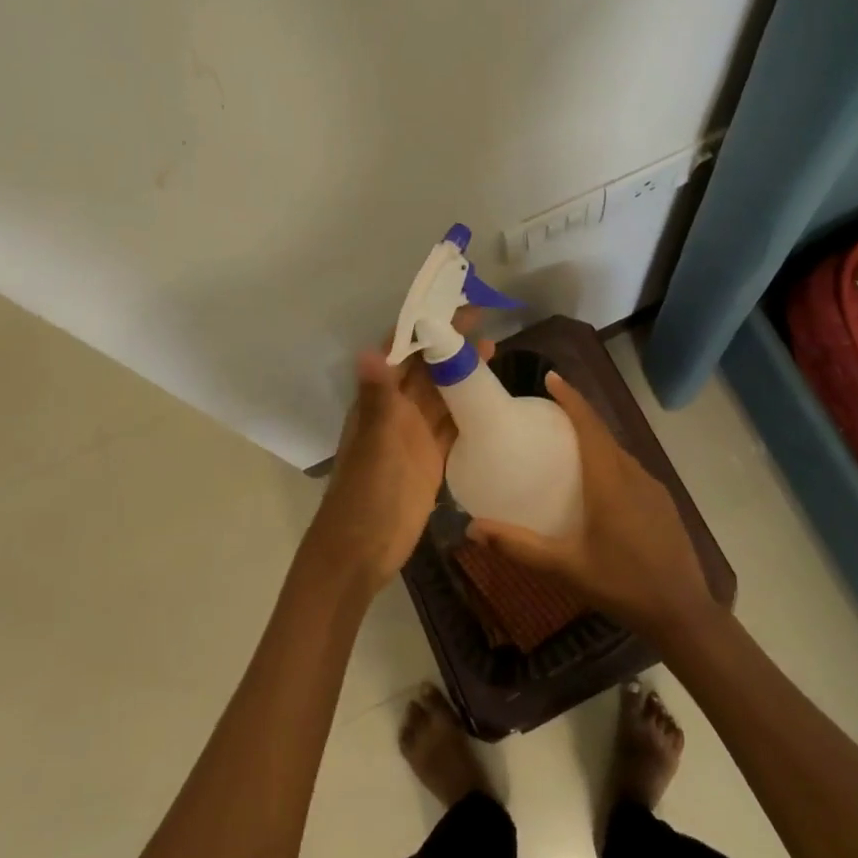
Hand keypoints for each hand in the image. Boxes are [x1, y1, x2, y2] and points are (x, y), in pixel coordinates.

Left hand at [307, 319, 493, 592]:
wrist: (363, 551)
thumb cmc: (364, 494)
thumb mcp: (374, 443)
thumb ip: (378, 398)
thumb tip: (369, 350)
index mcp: (378, 401)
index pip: (402, 352)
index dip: (423, 328)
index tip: (450, 306)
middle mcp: (396, 412)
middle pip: (426, 369)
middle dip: (450, 345)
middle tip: (483, 321)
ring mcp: (415, 436)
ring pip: (443, 395)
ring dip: (463, 374)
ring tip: (494, 349)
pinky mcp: (432, 459)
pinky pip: (453, 426)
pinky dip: (470, 410)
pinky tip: (492, 398)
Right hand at [467, 372, 717, 639]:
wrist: (683, 612)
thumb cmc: (621, 584)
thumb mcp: (565, 567)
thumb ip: (519, 546)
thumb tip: (472, 529)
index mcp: (609, 480)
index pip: (589, 424)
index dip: (571, 398)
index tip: (551, 378)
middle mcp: (633, 473)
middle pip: (603, 433)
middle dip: (578, 415)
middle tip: (548, 414)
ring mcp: (653, 487)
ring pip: (619, 452)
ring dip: (595, 440)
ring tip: (567, 448)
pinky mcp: (663, 503)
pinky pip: (631, 469)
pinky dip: (610, 462)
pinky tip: (598, 486)